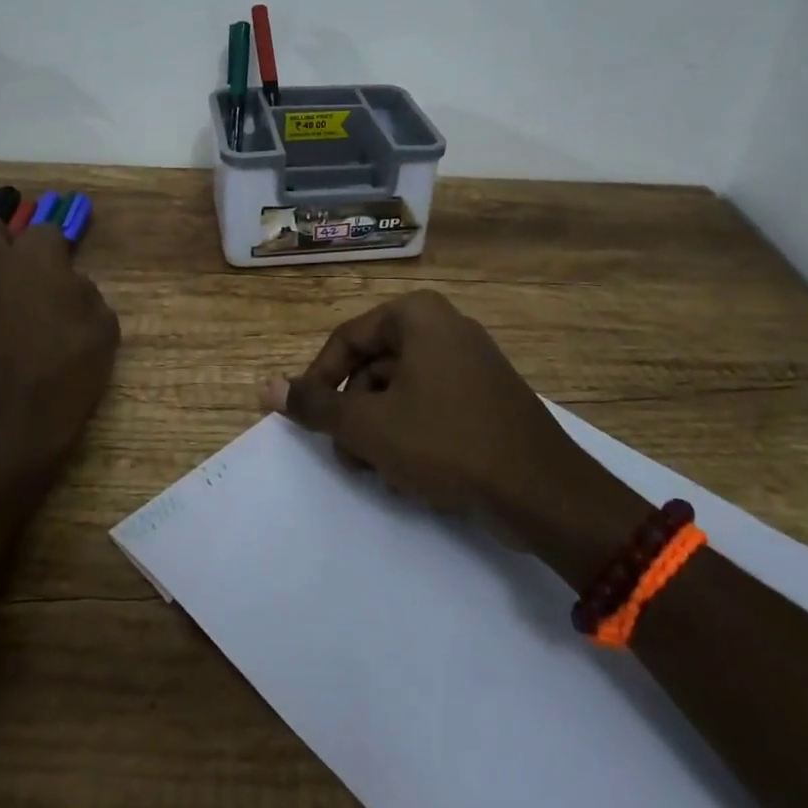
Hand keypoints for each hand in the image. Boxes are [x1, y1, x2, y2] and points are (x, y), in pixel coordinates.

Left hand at [0, 216, 118, 472]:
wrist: (10, 422)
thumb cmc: (65, 374)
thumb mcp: (103, 330)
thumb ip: (86, 293)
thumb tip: (69, 283)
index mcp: (38, 256)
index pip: (46, 229)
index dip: (54, 250)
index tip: (59, 270)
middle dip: (2, 240)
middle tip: (13, 270)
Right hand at [263, 290, 642, 549]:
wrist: (542, 491)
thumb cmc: (446, 443)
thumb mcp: (369, 425)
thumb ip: (316, 405)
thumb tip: (264, 387)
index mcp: (417, 316)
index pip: (347, 341)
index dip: (319, 383)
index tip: (310, 423)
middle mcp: (445, 325)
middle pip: (374, 366)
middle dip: (355, 415)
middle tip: (350, 457)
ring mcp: (471, 360)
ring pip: (401, 390)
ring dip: (381, 431)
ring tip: (384, 472)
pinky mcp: (488, 394)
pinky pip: (432, 403)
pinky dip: (414, 434)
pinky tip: (416, 474)